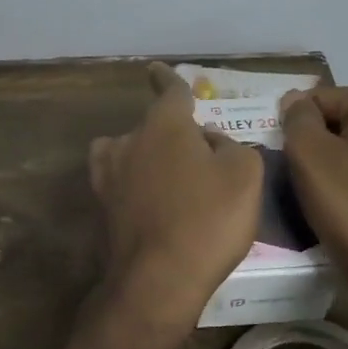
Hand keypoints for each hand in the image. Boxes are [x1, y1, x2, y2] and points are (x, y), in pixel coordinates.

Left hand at [89, 63, 262, 333]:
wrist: (159, 279)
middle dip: (171, 135)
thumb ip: (229, 146)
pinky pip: (123, 183)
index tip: (156, 69)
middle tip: (199, 160)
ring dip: (148, 159)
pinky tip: (156, 204)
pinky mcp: (103, 208)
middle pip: (151, 127)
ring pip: (130, 153)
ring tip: (174, 182)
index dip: (168, 79)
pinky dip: (137, 186)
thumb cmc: (208, 219)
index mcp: (163, 125)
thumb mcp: (244, 174)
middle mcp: (129, 142)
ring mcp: (109, 176)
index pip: (169, 92)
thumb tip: (208, 142)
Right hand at [279, 87, 347, 322]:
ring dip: (343, 166)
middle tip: (301, 180)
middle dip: (321, 146)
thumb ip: (297, 119)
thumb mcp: (309, 157)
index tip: (286, 160)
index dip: (295, 127)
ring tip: (325, 199)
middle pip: (347, 123)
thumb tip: (295, 101)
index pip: (322, 99)